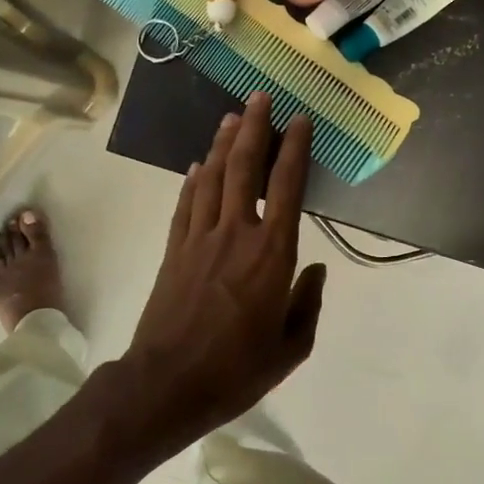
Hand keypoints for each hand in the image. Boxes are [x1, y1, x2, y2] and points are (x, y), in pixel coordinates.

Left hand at [114, 92, 325, 455]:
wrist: (166, 386)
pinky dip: (194, 179)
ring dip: (224, 143)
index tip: (300, 120)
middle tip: (261, 97)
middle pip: (244, 168)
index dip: (294, 149)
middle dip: (254, 128)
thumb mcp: (290, 348)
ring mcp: (200, 239)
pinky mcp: (174, 250)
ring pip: (213, 177)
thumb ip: (307, 304)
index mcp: (272, 254)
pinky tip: (199, 164)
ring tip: (233, 116)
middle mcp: (236, 234)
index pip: (287, 187)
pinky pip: (187, 203)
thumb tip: (317, 272)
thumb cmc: (236, 371)